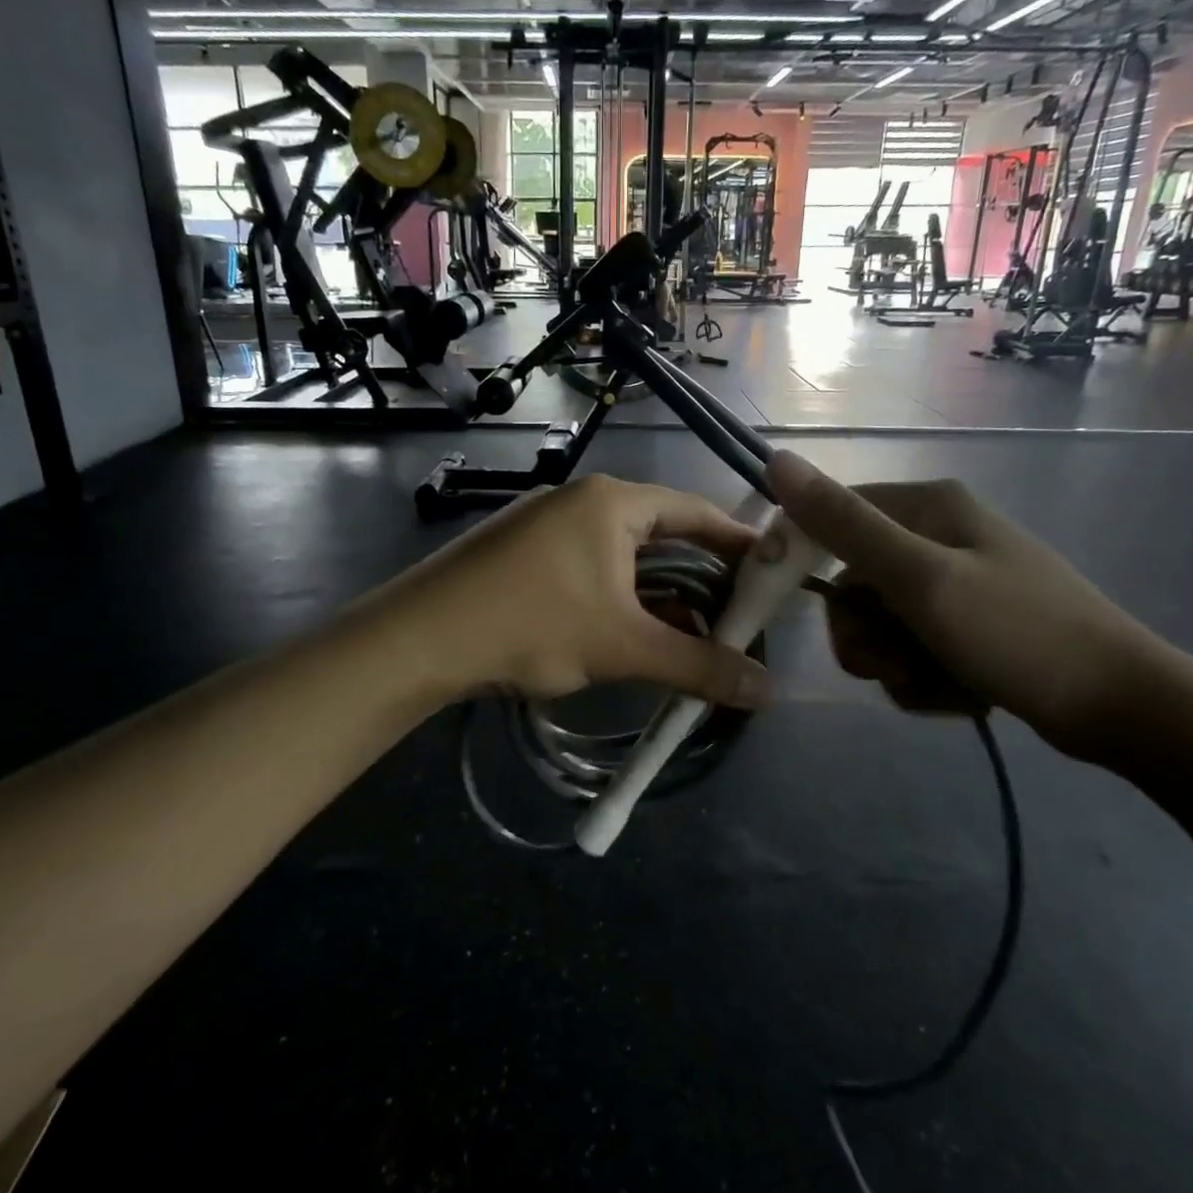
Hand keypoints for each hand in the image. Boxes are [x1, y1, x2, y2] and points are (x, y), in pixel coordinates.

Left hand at [390, 474, 769, 706]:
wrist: (420, 640)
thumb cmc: (531, 624)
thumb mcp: (622, 646)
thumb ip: (699, 666)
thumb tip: (769, 690)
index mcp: (612, 502)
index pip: (696, 511)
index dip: (739, 544)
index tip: (772, 578)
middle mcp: (581, 502)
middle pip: (662, 534)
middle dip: (700, 579)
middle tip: (737, 618)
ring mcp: (546, 526)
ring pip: (624, 558)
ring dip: (659, 596)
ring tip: (693, 637)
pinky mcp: (523, 555)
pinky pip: (591, 570)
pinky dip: (620, 600)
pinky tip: (632, 637)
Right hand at [767, 450, 1165, 761]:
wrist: (1122, 708)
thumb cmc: (1017, 632)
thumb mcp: (920, 577)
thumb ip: (844, 524)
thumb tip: (776, 459)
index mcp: (927, 507)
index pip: (831, 517)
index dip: (801, 558)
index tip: (788, 604)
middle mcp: (937, 536)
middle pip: (853, 584)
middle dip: (864, 633)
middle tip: (892, 661)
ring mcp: (955, 583)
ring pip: (879, 624)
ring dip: (894, 662)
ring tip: (935, 682)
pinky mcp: (968, 625)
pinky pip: (911, 649)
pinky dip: (923, 677)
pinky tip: (959, 692)